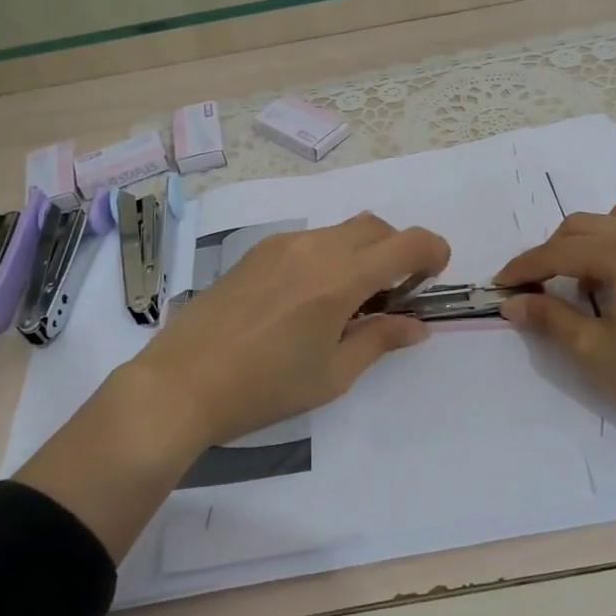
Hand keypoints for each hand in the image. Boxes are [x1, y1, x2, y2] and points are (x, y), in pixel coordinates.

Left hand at [123, 212, 449, 461]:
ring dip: (362, 254)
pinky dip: (329, 256)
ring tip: (346, 303)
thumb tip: (417, 326)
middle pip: (376, 227)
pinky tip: (308, 300)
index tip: (430, 281)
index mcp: (340, 278)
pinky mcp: (256, 252)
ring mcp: (281, 245)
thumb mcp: (332, 375)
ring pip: (341, 231)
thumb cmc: (264, 388)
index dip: (433, 253)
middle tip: (391, 297)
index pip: (408, 242)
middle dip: (398, 251)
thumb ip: (380, 340)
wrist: (181, 383)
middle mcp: (314, 248)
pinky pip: (310, 240)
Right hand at [494, 198, 615, 445]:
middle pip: (585, 226)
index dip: (525, 268)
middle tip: (537, 288)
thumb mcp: (592, 350)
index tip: (500, 285)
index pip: (560, 251)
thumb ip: (548, 317)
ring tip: (585, 279)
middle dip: (553, 253)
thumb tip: (512, 303)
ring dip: (590, 241)